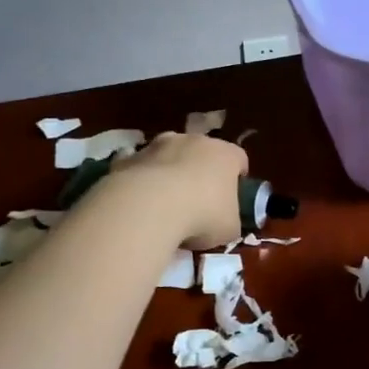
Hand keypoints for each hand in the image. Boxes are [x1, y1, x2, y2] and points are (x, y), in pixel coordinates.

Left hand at [111, 131, 249, 248]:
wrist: (149, 207)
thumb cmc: (203, 215)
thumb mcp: (230, 227)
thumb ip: (231, 219)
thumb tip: (224, 221)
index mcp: (225, 154)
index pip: (239, 159)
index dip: (237, 177)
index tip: (233, 195)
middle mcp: (194, 141)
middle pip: (202, 152)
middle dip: (201, 171)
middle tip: (199, 199)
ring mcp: (158, 145)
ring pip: (169, 155)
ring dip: (170, 172)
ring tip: (166, 203)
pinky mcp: (129, 157)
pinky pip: (141, 168)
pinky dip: (142, 181)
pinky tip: (140, 204)